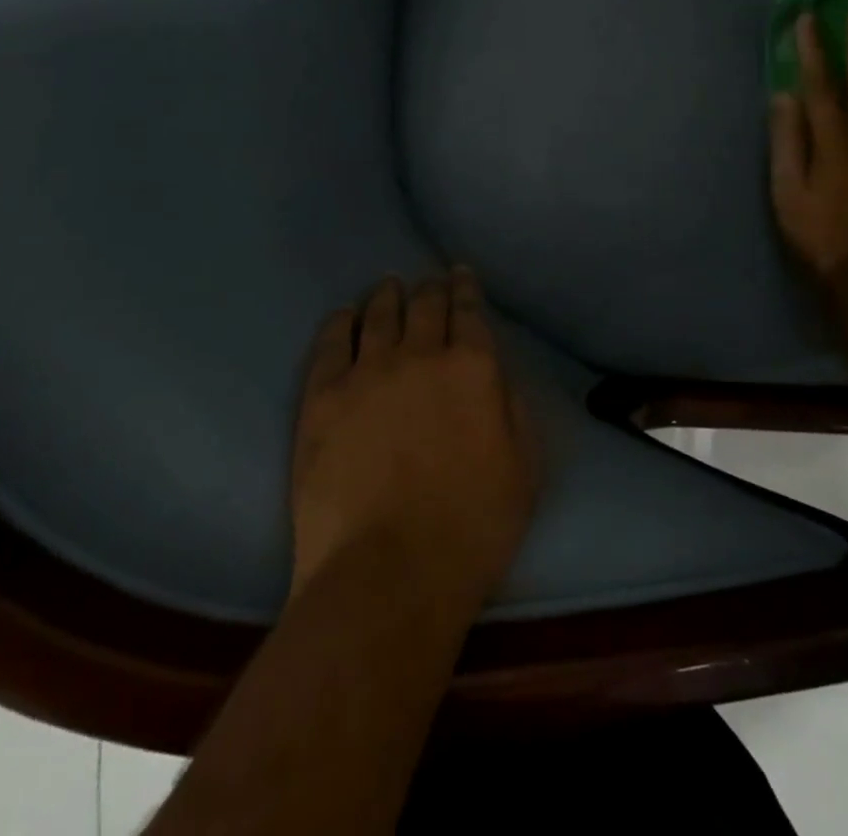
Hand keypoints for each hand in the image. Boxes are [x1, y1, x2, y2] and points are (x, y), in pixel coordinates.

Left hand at [290, 270, 539, 613]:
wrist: (387, 574)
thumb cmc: (471, 528)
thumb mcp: (524, 468)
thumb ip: (512, 407)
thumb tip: (495, 373)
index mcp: (472, 368)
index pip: (469, 311)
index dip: (465, 288)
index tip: (460, 273)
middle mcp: (420, 355)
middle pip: (424, 305)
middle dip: (429, 287)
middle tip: (428, 280)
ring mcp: (367, 372)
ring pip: (378, 315)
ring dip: (386, 295)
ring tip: (387, 285)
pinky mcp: (323, 396)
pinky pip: (331, 343)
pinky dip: (340, 323)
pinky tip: (342, 316)